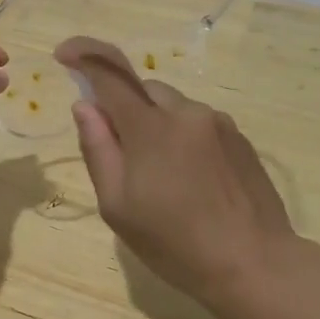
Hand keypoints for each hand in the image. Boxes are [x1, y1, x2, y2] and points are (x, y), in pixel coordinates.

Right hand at [57, 36, 295, 304]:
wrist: (255, 264)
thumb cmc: (175, 244)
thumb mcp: (118, 206)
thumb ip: (98, 149)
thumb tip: (85, 107)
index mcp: (150, 128)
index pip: (110, 73)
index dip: (84, 55)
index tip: (64, 54)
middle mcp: (186, 112)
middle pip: (142, 89)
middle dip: (124, 108)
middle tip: (121, 155)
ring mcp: (218, 123)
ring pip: (172, 107)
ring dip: (156, 125)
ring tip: (162, 178)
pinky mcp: (240, 138)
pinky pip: (199, 124)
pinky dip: (183, 138)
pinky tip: (191, 181)